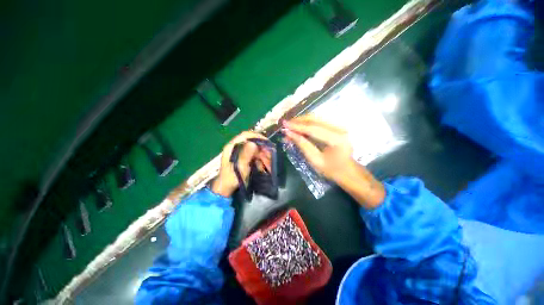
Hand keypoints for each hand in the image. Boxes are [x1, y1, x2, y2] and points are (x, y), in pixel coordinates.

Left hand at [211, 131, 267, 196]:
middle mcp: (236, 147)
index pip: (245, 135)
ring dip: (262, 154)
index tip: (266, 141)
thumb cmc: (231, 178)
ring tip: (267, 160)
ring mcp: (240, 152)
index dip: (256, 136)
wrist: (226, 188)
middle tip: (269, 153)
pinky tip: (262, 164)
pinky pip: (254, 155)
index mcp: (232, 146)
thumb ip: (245, 155)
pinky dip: (259, 158)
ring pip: (254, 148)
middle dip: (261, 147)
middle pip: (251, 141)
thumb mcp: (239, 167)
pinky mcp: (244, 157)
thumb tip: (253, 143)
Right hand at [282, 115, 352, 181]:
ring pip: (316, 118)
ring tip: (290, 127)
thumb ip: (302, 145)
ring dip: (302, 121)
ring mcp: (340, 126)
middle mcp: (340, 128)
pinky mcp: (337, 126)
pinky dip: (307, 124)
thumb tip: (288, 133)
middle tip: (285, 125)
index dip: (297, 126)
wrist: (349, 171)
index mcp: (336, 139)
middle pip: (315, 119)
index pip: (313, 129)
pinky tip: (299, 128)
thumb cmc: (333, 170)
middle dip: (298, 121)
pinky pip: (319, 121)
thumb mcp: (315, 161)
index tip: (284, 125)